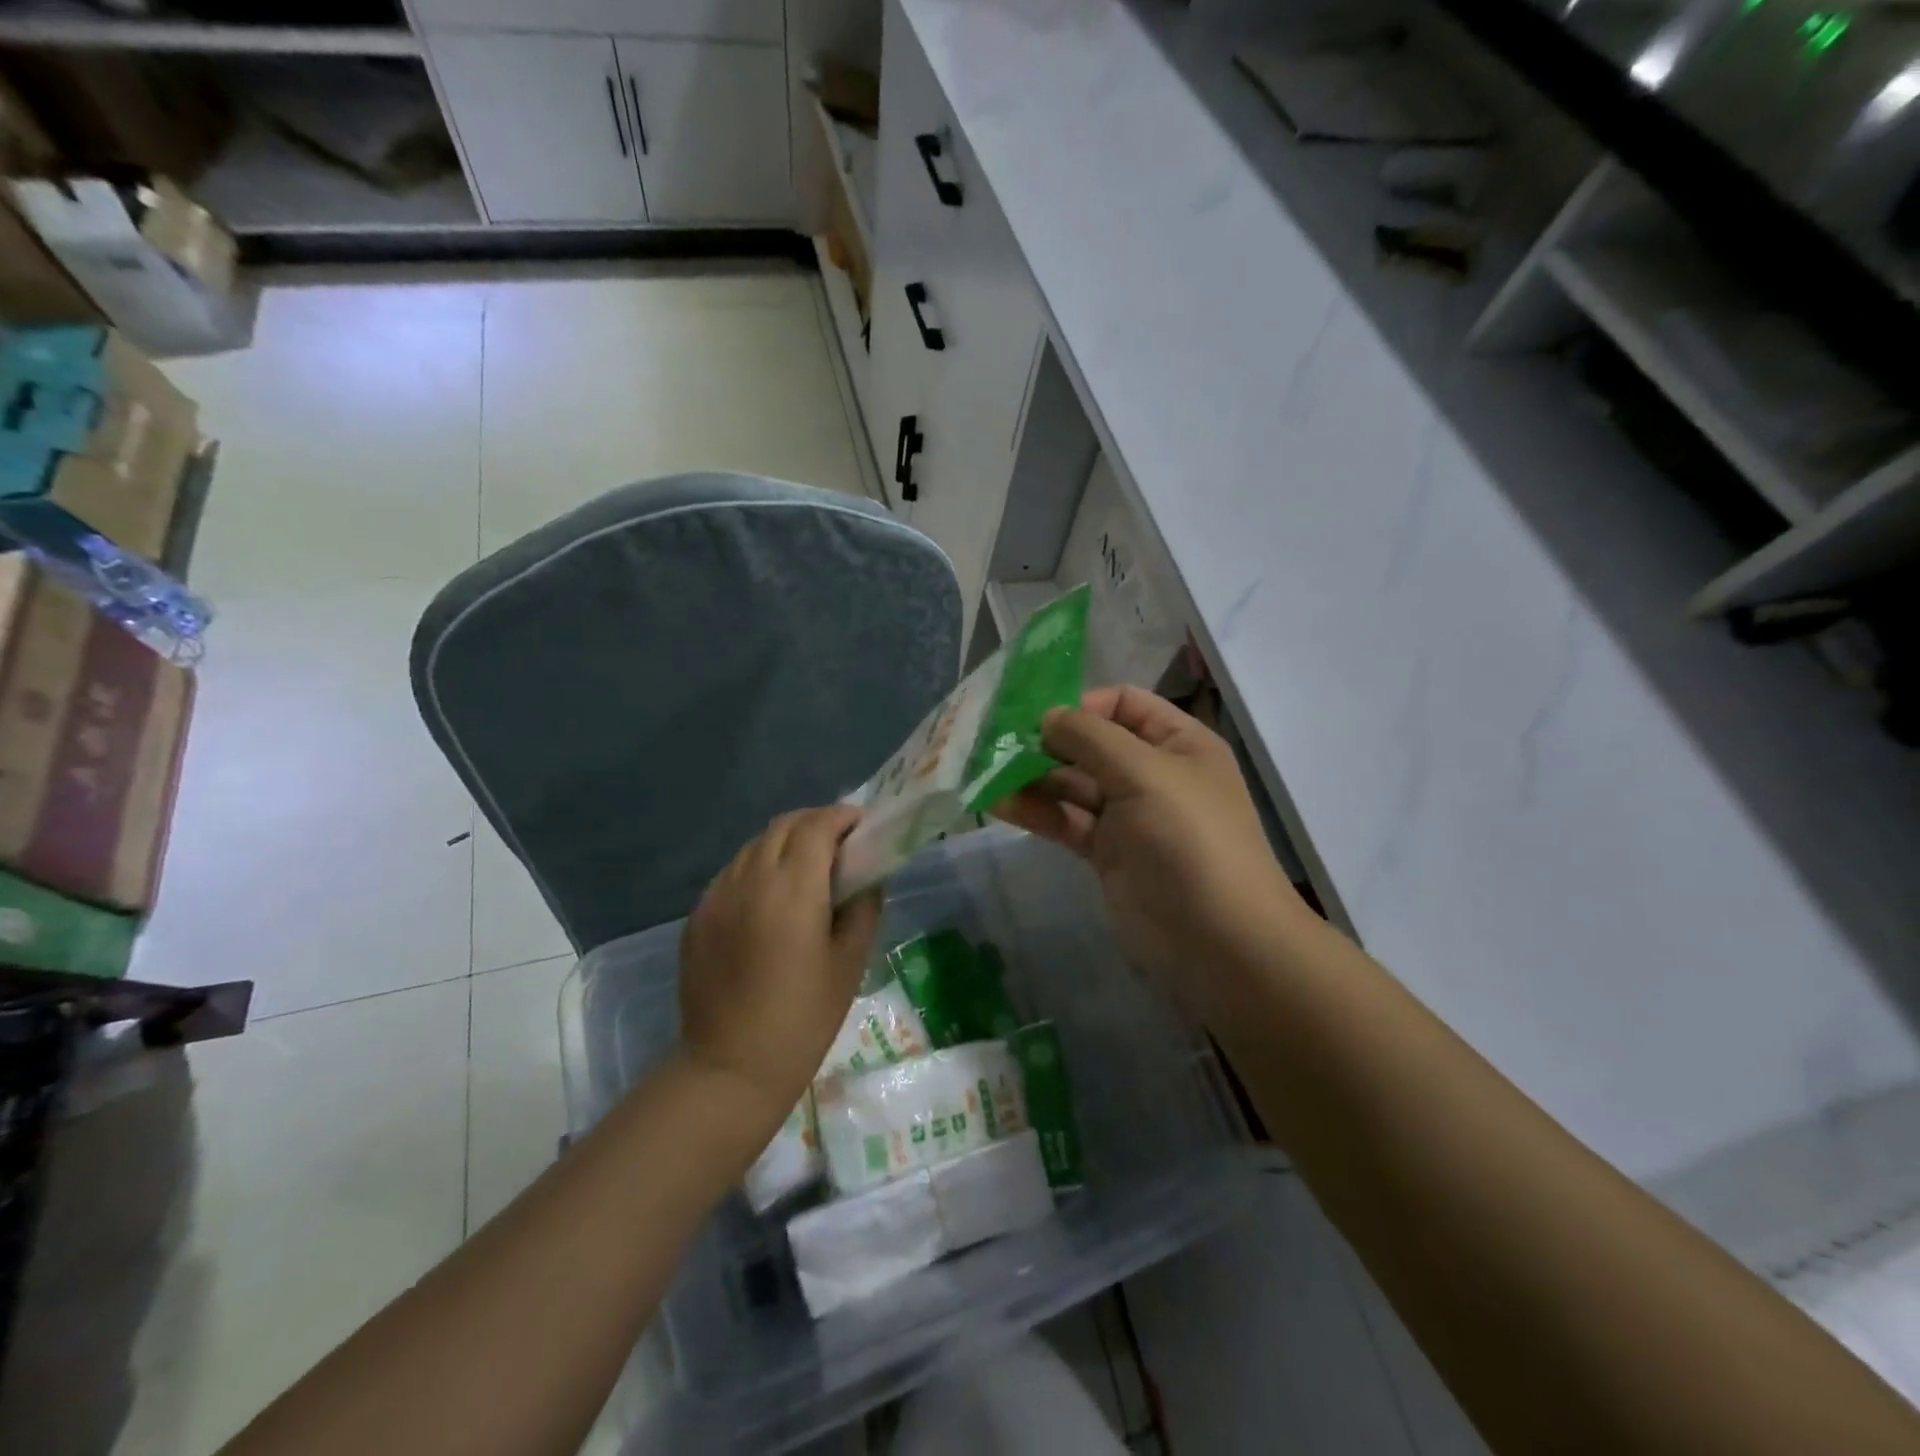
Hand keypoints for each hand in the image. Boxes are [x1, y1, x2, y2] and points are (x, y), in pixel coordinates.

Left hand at [679, 806, 883, 1118]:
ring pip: (754, 845)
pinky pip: (732, 872)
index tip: (860, 825)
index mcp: (793, 888)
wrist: (731, 1066)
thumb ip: (864, 908)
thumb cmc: (803, 1018)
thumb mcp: (850, 963)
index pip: (817, 826)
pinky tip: (770, 897)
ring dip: (785, 843)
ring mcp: (717, 895)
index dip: (841, 816)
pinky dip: (758, 867)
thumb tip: (867, 877)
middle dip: (815, 823)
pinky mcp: (698, 915)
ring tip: (806, 868)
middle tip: (839, 844)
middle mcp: (750, 878)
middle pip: (783, 826)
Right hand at [995, 686, 1306, 1017]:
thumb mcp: (1145, 774)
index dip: (1081, 704)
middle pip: (1091, 743)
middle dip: (1046, 742)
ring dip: (1032, 777)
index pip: (1123, 704)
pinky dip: (1035, 811)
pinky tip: (998, 804)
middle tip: (995, 744)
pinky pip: (1066, 821)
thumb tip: (1048, 716)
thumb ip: (1091, 738)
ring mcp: (1127, 815)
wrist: (1218, 941)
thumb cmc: (1189, 840)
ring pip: (1072, 784)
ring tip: (986, 773)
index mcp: (1176, 742)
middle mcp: (1151, 772)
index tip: (1036, 717)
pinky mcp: (1106, 852)